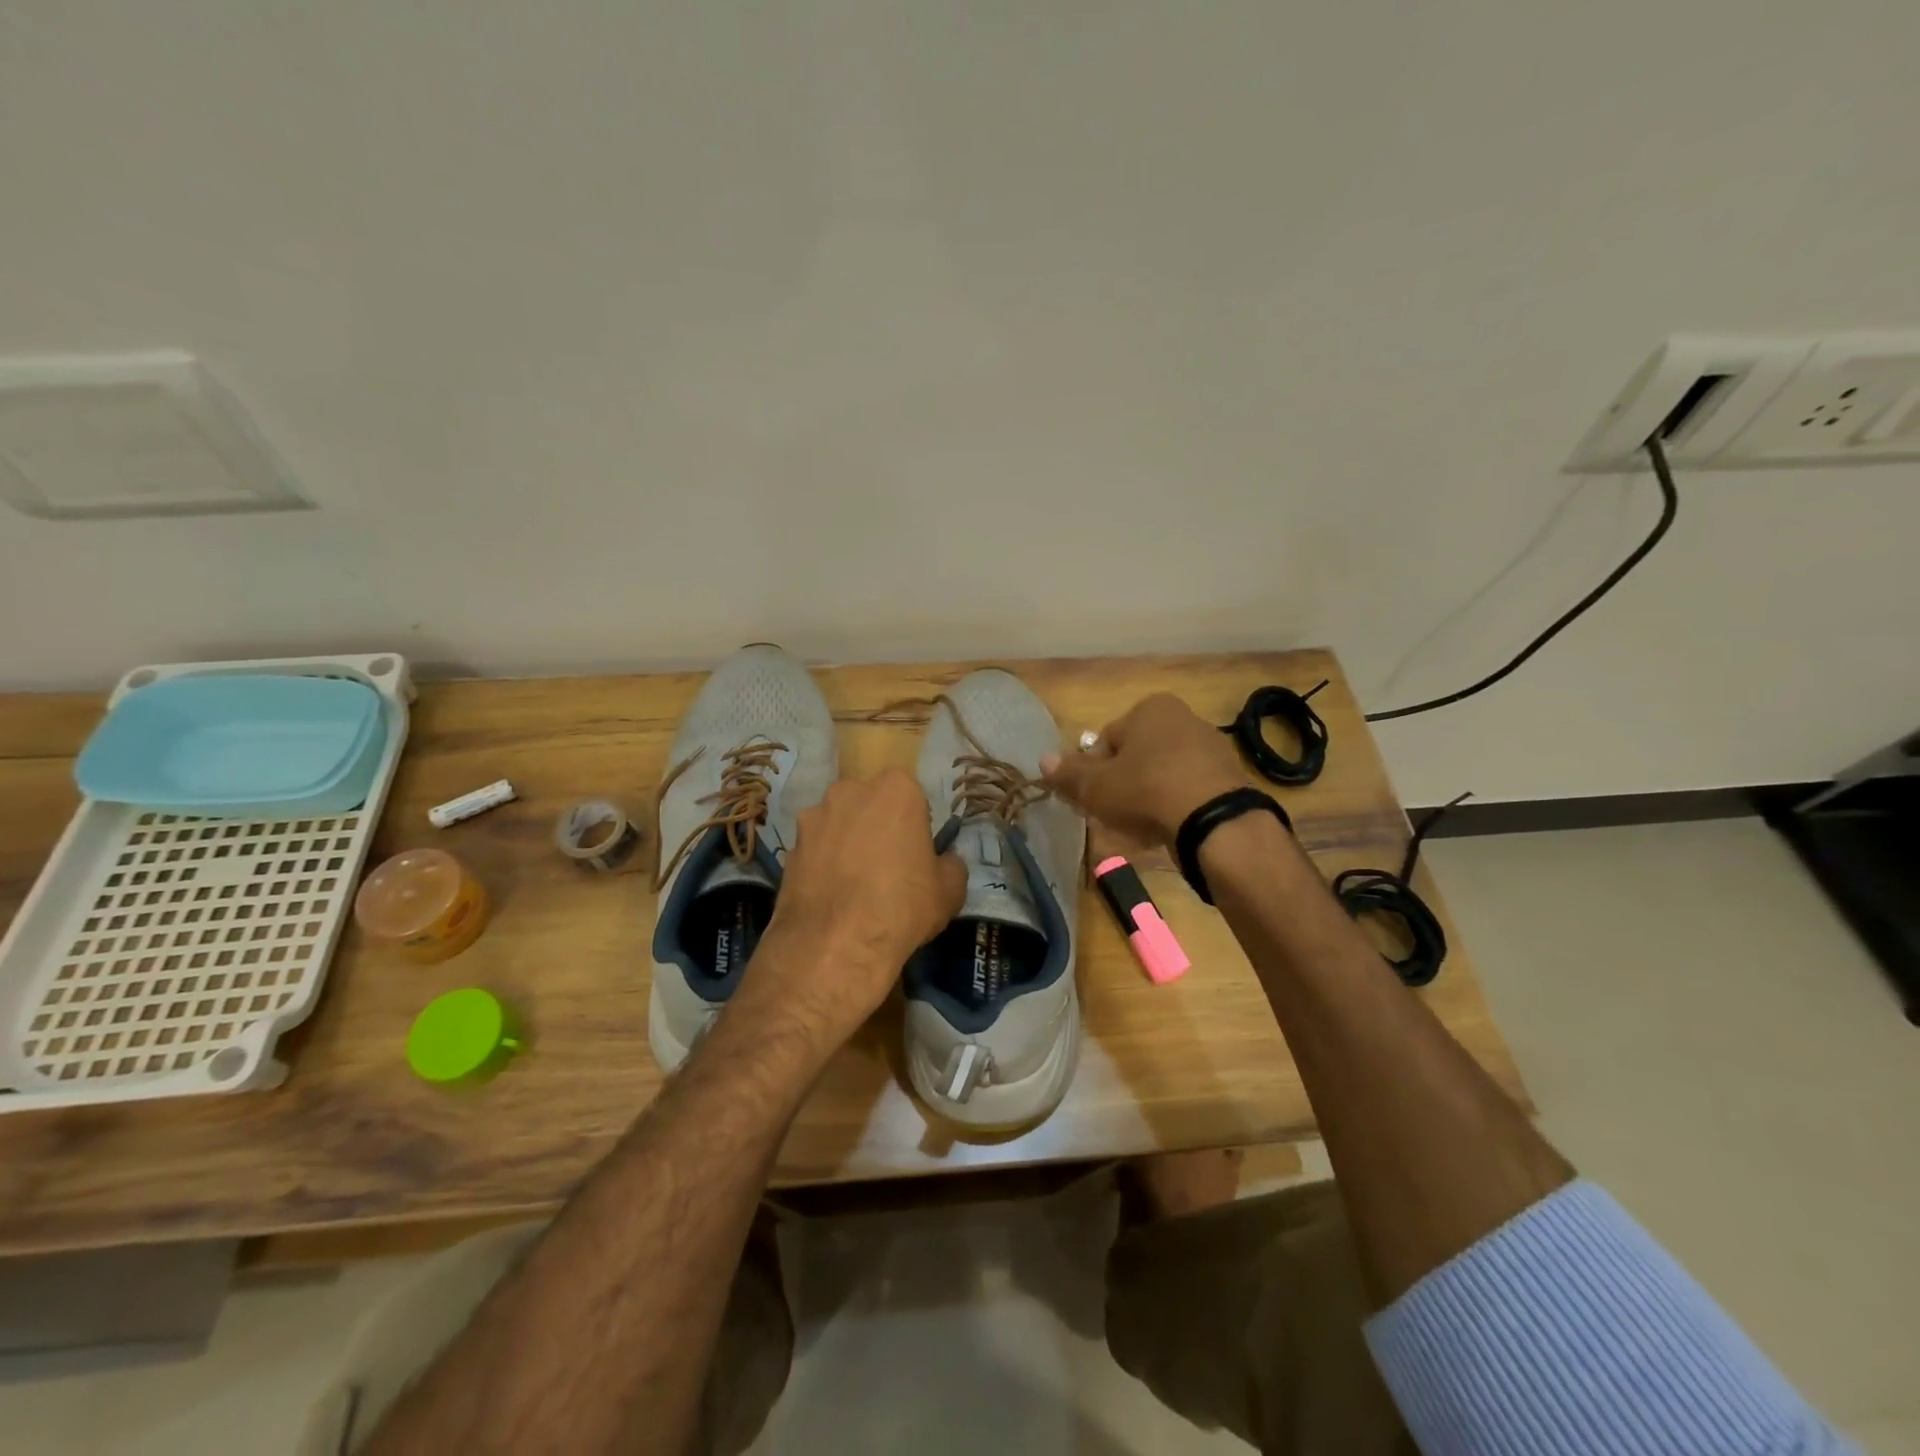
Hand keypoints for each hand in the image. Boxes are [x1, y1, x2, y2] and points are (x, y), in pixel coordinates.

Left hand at [744, 769, 966, 1049]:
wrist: (835, 945)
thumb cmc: (903, 906)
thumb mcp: (950, 890)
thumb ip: (950, 864)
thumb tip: (944, 861)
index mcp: (896, 789)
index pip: (910, 795)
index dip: (914, 823)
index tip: (916, 850)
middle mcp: (850, 790)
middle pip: (869, 803)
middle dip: (876, 825)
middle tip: (886, 864)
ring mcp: (814, 817)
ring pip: (838, 824)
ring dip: (846, 843)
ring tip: (854, 884)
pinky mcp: (789, 847)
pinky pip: (815, 850)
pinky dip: (823, 865)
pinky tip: (831, 897)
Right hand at [1040, 693, 1246, 846]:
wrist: (1215, 821)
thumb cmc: (1146, 790)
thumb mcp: (1096, 786)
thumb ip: (1068, 774)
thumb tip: (1042, 760)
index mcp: (1150, 708)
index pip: (1106, 739)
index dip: (1093, 771)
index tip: (1091, 799)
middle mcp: (1183, 718)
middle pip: (1136, 756)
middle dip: (1121, 784)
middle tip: (1112, 814)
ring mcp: (1210, 747)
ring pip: (1162, 774)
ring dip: (1147, 797)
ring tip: (1139, 827)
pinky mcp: (1228, 778)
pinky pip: (1188, 789)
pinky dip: (1174, 806)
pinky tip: (1168, 829)